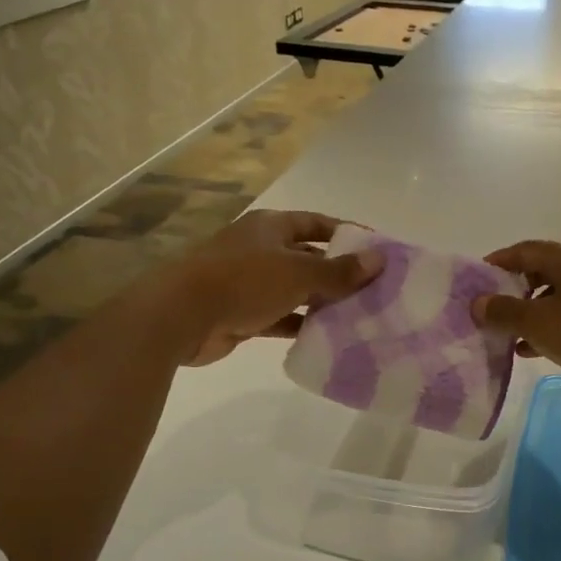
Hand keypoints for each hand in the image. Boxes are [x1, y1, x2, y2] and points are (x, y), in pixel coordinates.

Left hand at [163, 210, 381, 366]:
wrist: (180, 316)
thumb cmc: (243, 281)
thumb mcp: (298, 273)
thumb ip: (340, 271)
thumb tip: (380, 260)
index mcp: (271, 227)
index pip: (317, 224)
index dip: (347, 235)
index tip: (376, 251)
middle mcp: (260, 249)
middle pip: (308, 257)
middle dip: (338, 272)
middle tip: (374, 289)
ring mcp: (249, 282)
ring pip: (295, 290)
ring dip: (321, 301)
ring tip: (358, 315)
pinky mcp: (242, 314)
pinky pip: (280, 317)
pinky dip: (300, 325)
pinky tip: (327, 337)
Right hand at [471, 241, 560, 400]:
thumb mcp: (540, 323)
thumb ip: (504, 312)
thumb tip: (478, 302)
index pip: (525, 250)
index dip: (498, 262)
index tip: (476, 279)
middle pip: (543, 270)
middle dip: (514, 290)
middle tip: (492, 309)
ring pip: (559, 295)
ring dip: (533, 312)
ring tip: (510, 335)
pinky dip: (554, 325)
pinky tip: (536, 349)